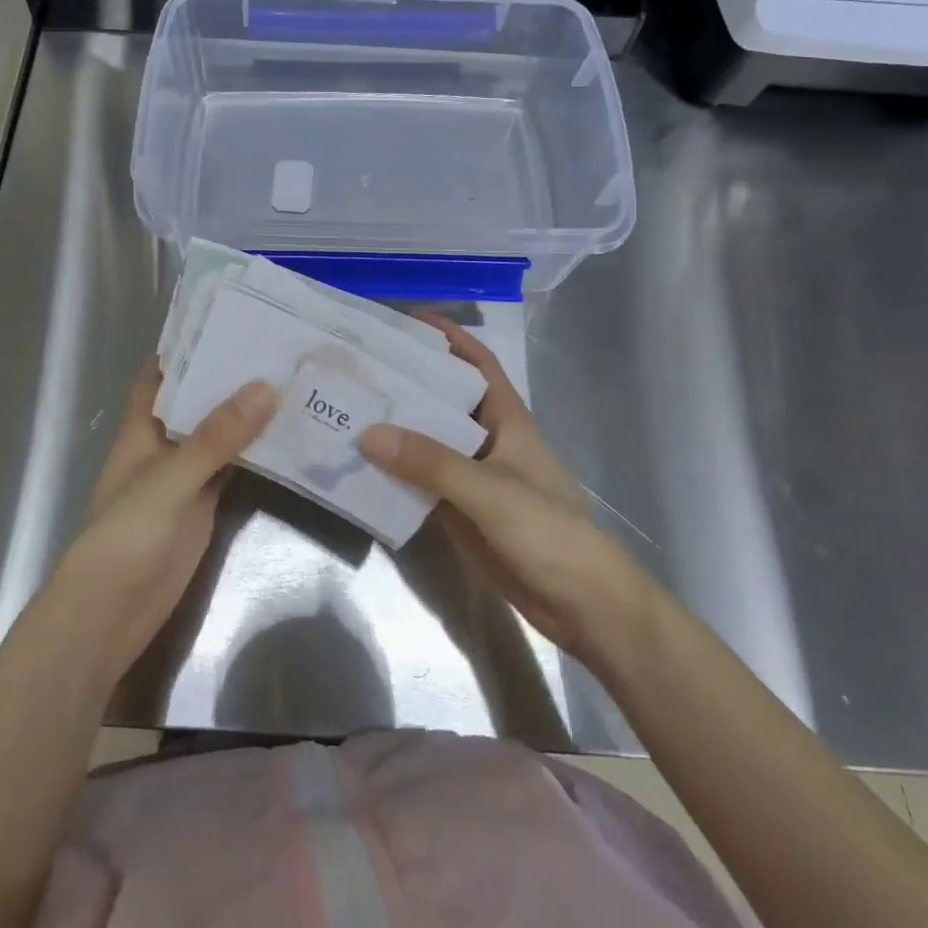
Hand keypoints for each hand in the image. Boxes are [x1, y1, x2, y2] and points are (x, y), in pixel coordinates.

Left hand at [48, 364, 277, 687]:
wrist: (111, 615)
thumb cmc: (126, 536)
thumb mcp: (171, 479)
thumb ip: (217, 436)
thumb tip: (267, 386)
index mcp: (141, 429)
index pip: (160, 376)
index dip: (185, 348)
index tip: (227, 321)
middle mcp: (162, 447)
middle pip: (196, 403)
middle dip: (228, 377)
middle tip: (277, 347)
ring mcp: (184, 479)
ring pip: (218, 437)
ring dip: (246, 415)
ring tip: (292, 381)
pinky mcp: (203, 509)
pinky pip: (232, 471)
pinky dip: (255, 455)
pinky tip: (288, 438)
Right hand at [360, 316, 650, 667]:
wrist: (581, 606)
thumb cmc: (548, 531)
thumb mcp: (490, 491)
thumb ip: (431, 463)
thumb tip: (368, 433)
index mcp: (506, 420)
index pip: (478, 365)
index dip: (451, 339)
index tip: (409, 321)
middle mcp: (486, 441)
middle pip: (442, 401)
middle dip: (406, 384)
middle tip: (358, 369)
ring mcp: (471, 478)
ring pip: (426, 443)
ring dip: (393, 430)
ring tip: (346, 411)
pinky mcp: (459, 512)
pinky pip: (419, 483)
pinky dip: (393, 474)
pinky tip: (359, 467)